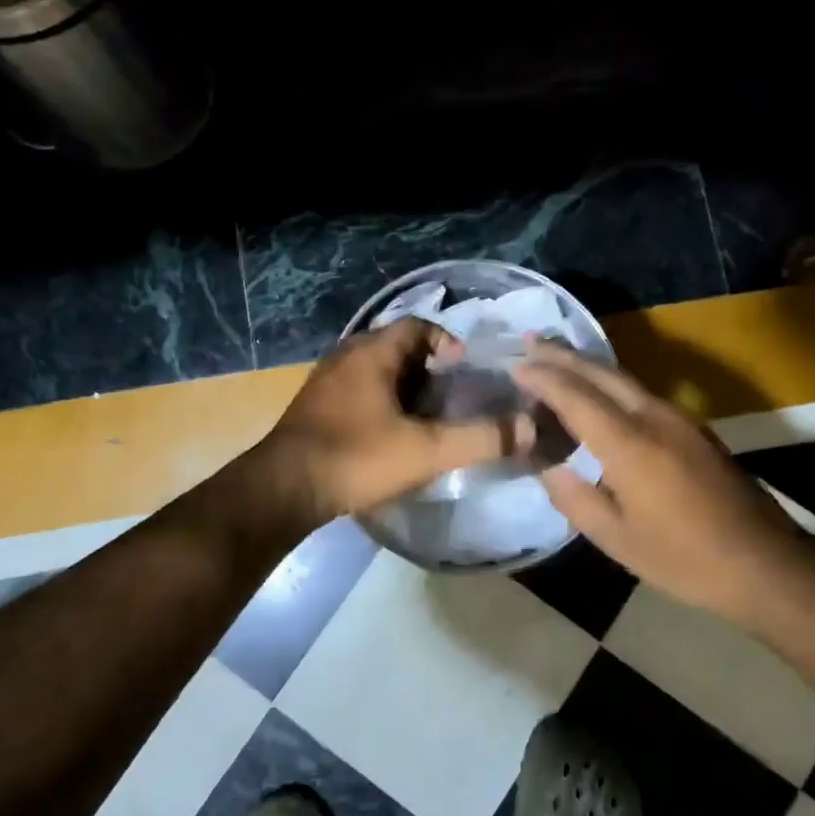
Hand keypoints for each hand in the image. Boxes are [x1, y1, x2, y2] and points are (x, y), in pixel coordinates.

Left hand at [256, 318, 532, 524]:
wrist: (283, 490)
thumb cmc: (356, 458)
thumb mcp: (426, 450)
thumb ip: (480, 438)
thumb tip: (531, 428)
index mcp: (372, 352)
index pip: (417, 325)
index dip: (447, 342)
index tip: (465, 371)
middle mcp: (346, 356)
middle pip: (397, 347)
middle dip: (428, 367)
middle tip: (452, 396)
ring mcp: (325, 381)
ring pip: (375, 370)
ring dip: (403, 387)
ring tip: (427, 418)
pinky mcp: (314, 407)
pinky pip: (357, 390)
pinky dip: (380, 402)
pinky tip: (390, 434)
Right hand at [513, 339, 804, 619]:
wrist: (766, 562)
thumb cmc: (685, 559)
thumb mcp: (618, 540)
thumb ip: (576, 499)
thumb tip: (549, 468)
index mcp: (630, 444)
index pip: (576, 396)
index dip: (543, 378)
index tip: (514, 366)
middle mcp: (654, 417)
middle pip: (601, 373)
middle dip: (563, 355)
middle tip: (530, 340)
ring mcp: (679, 418)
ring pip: (623, 378)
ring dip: (587, 365)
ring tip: (556, 357)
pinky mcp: (694, 428)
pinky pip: (640, 392)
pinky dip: (609, 383)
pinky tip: (597, 391)